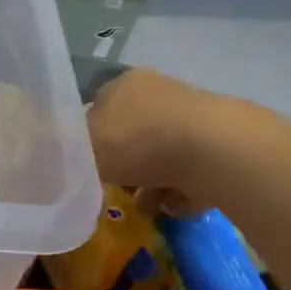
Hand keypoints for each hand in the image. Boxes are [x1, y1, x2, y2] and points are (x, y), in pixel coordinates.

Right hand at [85, 68, 229, 214]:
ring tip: (149, 206)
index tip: (87, 168)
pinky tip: (176, 204)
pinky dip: (180, 192)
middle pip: (131, 136)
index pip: (98, 109)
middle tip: (117, 190)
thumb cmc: (138, 141)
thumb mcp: (86, 146)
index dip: (89, 140)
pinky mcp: (217, 147)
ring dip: (152, 185)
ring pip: (160, 158)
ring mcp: (190, 120)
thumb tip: (73, 156)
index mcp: (124, 84)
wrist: (212, 151)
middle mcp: (157, 94)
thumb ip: (73, 151)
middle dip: (124, 168)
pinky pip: (189, 175)